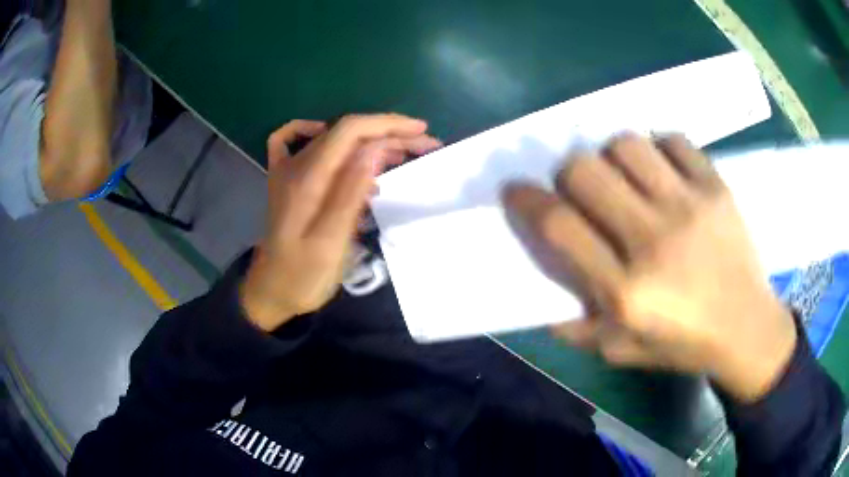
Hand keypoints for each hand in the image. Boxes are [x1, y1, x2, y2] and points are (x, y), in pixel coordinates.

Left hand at [240, 115, 441, 331]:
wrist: (271, 291)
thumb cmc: (303, 276)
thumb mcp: (330, 243)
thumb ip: (350, 193)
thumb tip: (375, 148)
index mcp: (308, 178)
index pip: (350, 131)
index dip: (388, 124)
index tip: (421, 132)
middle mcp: (297, 166)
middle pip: (347, 133)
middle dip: (390, 134)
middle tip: (425, 147)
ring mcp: (288, 172)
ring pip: (334, 140)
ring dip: (370, 140)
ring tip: (403, 153)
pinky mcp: (285, 181)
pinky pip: (289, 141)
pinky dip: (310, 131)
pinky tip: (328, 137)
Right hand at [502, 133, 796, 402]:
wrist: (748, 329)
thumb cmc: (684, 344)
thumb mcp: (622, 350)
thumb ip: (577, 326)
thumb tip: (544, 295)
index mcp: (627, 290)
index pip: (559, 226)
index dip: (526, 199)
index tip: (516, 189)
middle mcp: (655, 240)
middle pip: (586, 171)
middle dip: (568, 173)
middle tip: (580, 189)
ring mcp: (691, 206)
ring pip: (626, 144)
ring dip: (612, 156)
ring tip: (624, 176)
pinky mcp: (717, 186)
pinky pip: (673, 140)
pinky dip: (658, 149)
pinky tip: (662, 170)